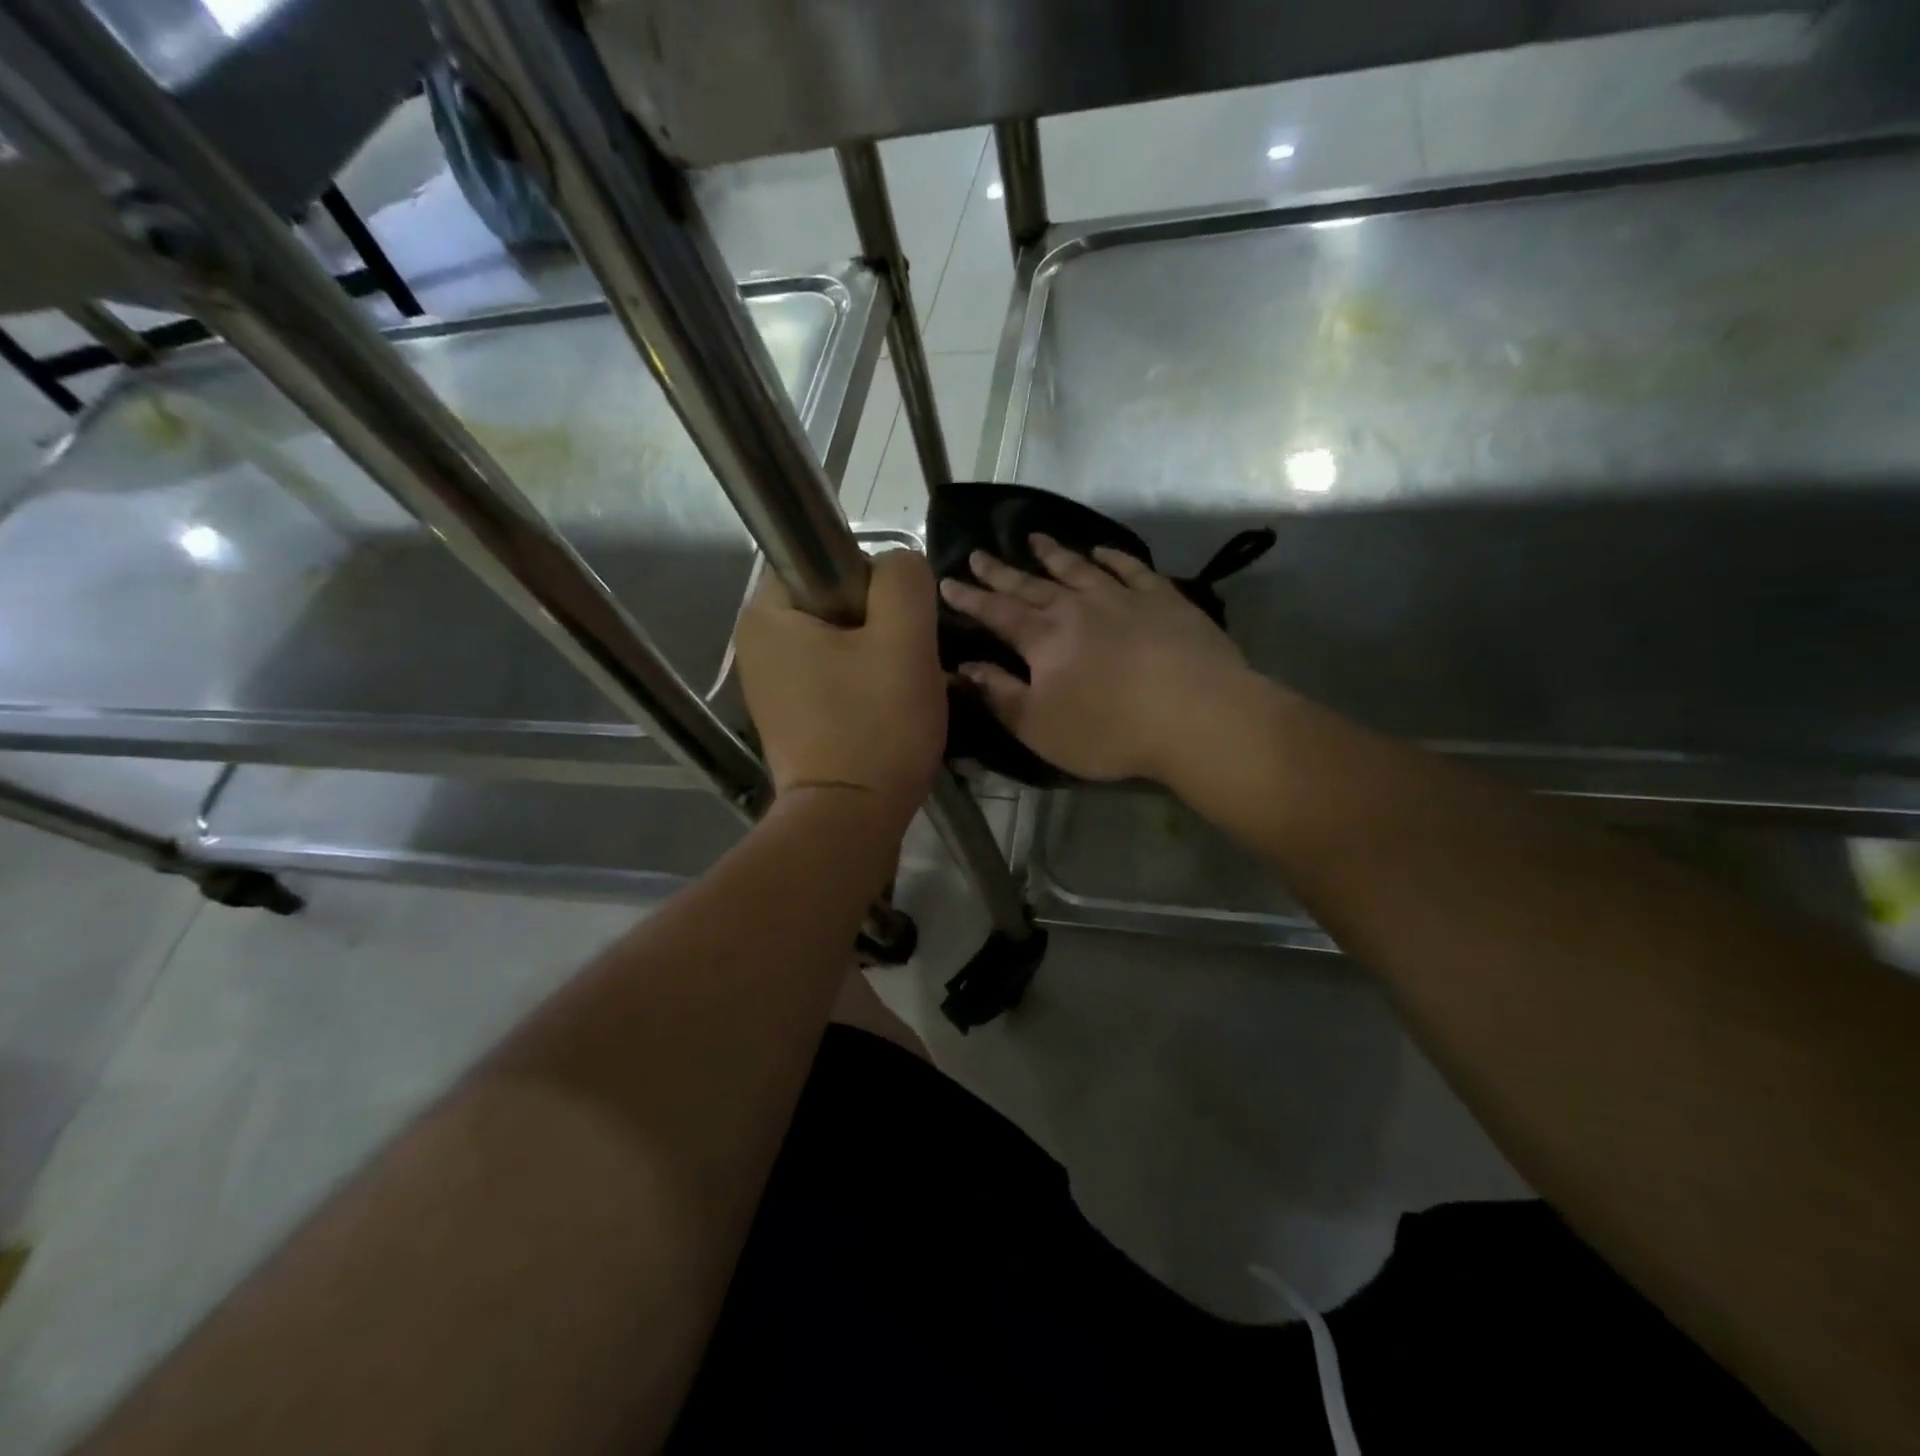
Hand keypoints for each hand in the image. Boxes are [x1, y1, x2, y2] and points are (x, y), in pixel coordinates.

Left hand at [734, 551, 945, 822]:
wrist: (850, 821)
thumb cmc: (875, 726)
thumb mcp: (905, 639)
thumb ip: (904, 579)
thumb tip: (896, 567)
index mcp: (766, 614)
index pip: (823, 558)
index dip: (871, 581)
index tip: (896, 623)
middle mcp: (756, 644)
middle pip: (834, 603)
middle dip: (879, 624)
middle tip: (905, 661)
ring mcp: (770, 685)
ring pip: (839, 642)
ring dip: (876, 657)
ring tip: (899, 691)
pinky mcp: (789, 717)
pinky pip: (834, 678)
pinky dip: (862, 686)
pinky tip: (883, 713)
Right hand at [938, 533, 1252, 783]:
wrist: (1197, 716)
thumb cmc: (1110, 730)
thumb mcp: (1039, 726)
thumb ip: (999, 694)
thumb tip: (963, 668)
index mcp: (1043, 638)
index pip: (997, 612)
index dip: (970, 598)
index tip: (948, 582)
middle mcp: (1077, 607)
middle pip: (1031, 585)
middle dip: (1001, 571)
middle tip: (979, 554)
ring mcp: (1123, 598)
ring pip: (1078, 568)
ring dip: (1053, 554)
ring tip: (1034, 538)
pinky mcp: (1164, 600)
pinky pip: (1130, 569)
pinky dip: (1112, 557)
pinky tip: (1101, 551)